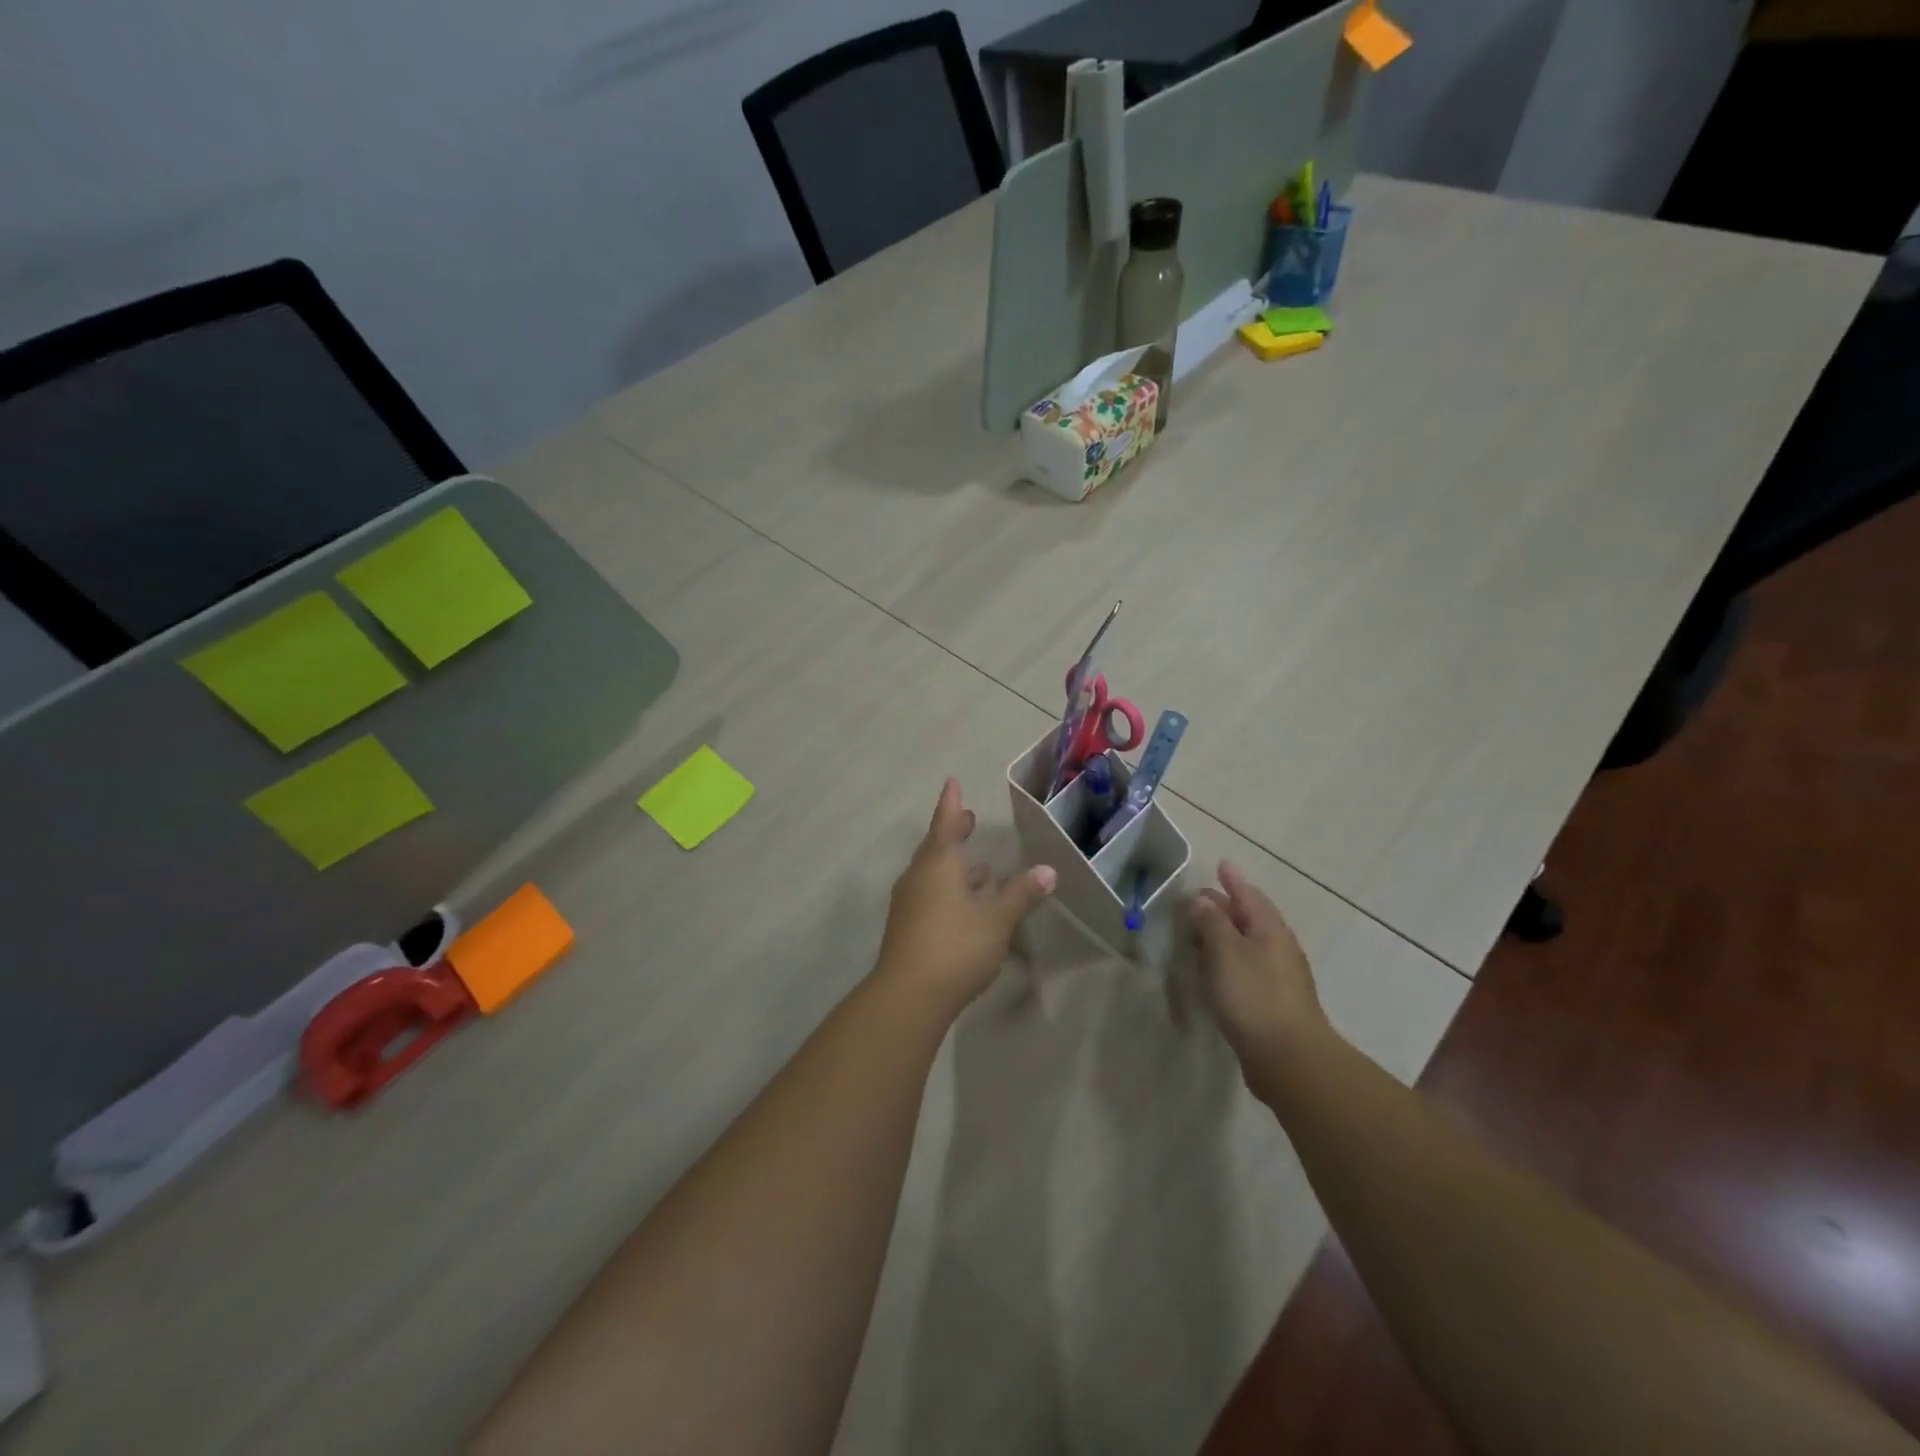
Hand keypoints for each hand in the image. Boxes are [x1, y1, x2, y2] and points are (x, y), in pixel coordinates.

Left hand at [874, 779, 1056, 1013]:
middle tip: (967, 819)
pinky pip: (930, 895)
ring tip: (978, 866)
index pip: (945, 824)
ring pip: (933, 874)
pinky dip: (949, 890)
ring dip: (954, 866)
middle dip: (953, 833)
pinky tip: (966, 904)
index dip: (951, 804)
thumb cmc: (956, 946)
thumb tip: (1047, 871)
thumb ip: (1021, 894)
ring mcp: (909, 904)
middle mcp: (919, 877)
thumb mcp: (997, 920)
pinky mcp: (907, 928)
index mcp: (938, 865)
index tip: (952, 783)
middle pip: (936, 847)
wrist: (908, 996)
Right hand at [1189, 861, 1327, 1089]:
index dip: (1233, 881)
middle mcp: (1278, 949)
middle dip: (1225, 906)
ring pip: (1246, 945)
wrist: (1288, 1059)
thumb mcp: (1225, 952)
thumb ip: (1211, 922)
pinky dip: (1226, 960)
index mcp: (1270, 930)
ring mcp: (1277, 978)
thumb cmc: (1254, 996)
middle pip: (1249, 918)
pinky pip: (1245, 969)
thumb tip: (1201, 900)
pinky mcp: (1270, 1003)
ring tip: (1199, 932)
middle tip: (1198, 899)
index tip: (1221, 865)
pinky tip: (1212, 971)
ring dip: (1224, 935)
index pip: (1249, 896)